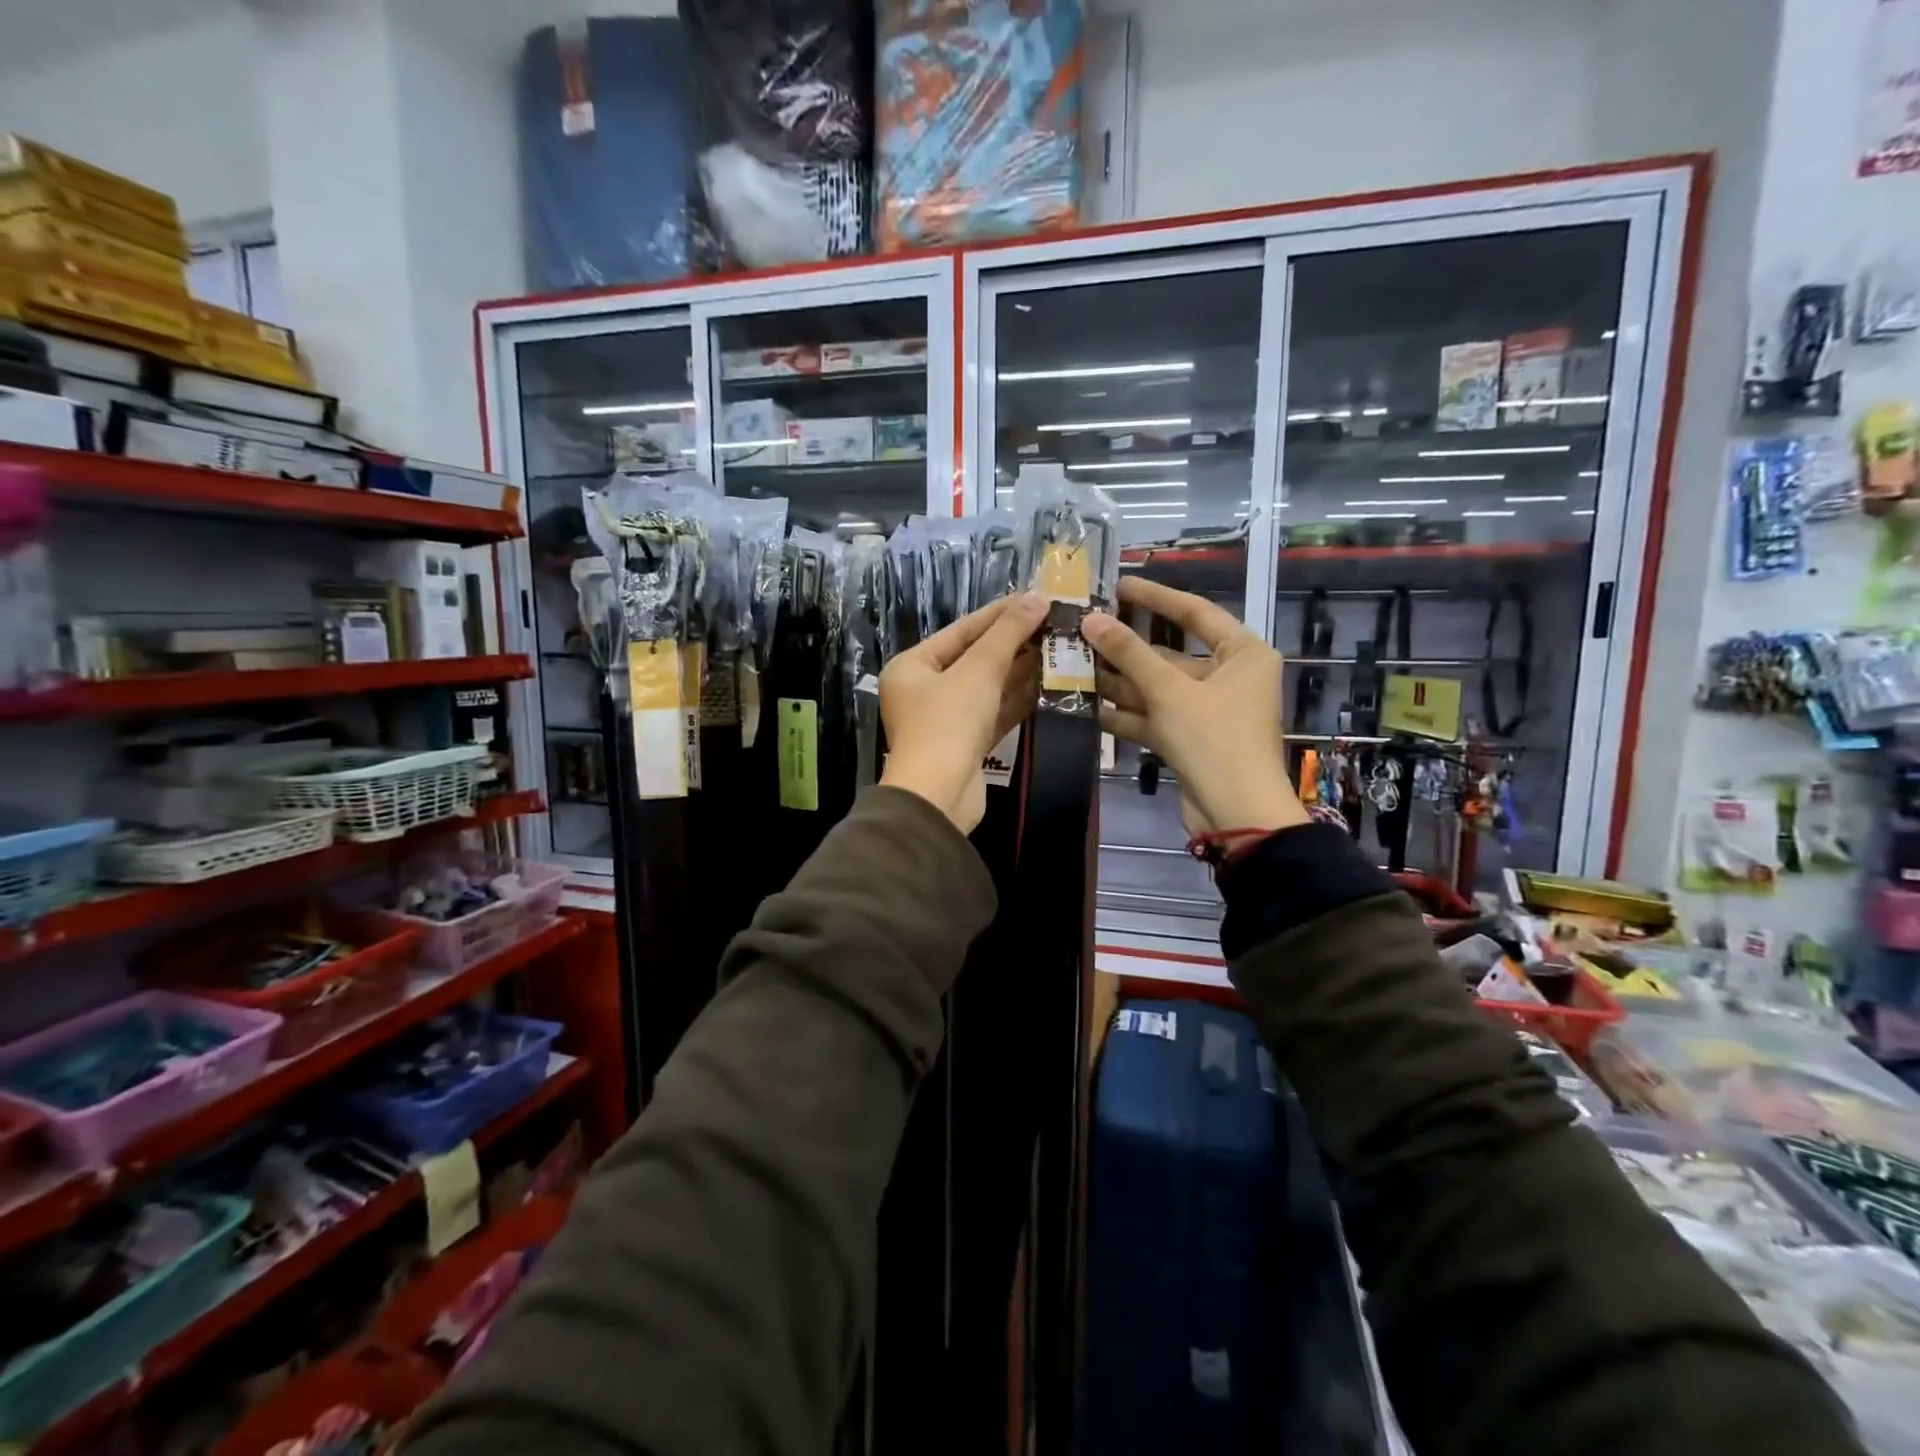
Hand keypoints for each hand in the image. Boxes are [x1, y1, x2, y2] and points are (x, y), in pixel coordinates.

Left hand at [879, 593, 1045, 831]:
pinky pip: (994, 713)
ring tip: (1058, 648)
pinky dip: (1017, 700)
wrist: (939, 796)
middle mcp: (924, 690)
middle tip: (1054, 623)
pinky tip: (1049, 683)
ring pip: (987, 687)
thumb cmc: (948, 723)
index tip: (1036, 598)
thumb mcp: (979, 670)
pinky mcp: (966, 745)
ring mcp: (945, 720)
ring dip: (1020, 670)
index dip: (1000, 613)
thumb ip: (1008, 633)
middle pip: (974, 658)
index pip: (961, 630)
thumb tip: (1036, 598)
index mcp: (912, 666)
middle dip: (1014, 642)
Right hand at [1081, 577, 1307, 837]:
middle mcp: (1229, 676)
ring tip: (1074, 665)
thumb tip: (1091, 618)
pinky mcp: (1191, 739)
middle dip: (1126, 648)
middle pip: (1171, 653)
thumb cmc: (1214, 739)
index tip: (1118, 584)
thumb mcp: (1169, 691)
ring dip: (1120, 681)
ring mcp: (1209, 710)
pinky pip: (1155, 716)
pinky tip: (1088, 706)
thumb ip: (1129, 653)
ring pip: (1158, 687)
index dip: (1155, 597)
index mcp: (1243, 653)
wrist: (1236, 815)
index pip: (1195, 612)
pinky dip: (1127, 713)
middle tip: (1083, 630)